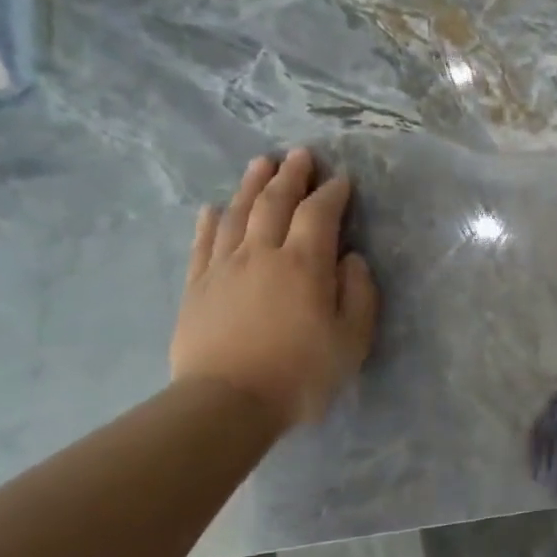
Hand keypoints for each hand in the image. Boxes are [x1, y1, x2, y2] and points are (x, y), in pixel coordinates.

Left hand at [170, 148, 378, 429]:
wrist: (228, 401)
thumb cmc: (302, 373)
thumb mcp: (353, 339)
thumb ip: (359, 294)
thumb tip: (352, 259)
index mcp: (304, 264)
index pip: (319, 215)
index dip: (332, 194)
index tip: (342, 180)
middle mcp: (262, 253)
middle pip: (274, 202)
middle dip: (290, 175)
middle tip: (300, 155)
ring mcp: (224, 267)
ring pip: (238, 213)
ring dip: (251, 184)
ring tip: (261, 163)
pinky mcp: (198, 286)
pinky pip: (204, 242)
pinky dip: (211, 220)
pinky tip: (215, 208)